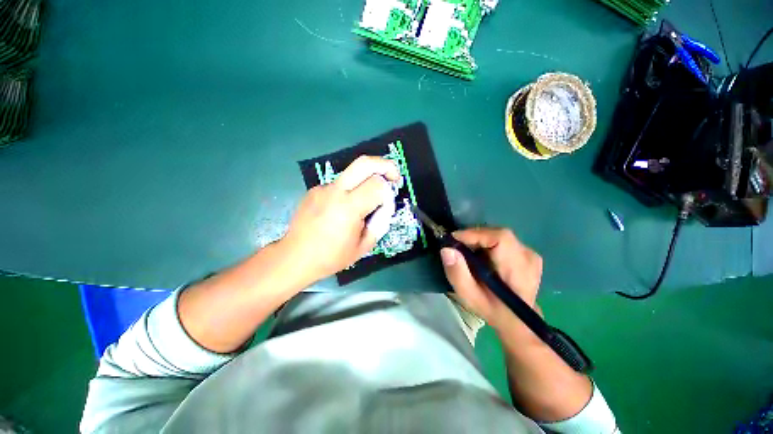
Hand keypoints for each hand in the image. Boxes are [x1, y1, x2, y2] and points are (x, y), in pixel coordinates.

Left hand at [281, 156, 399, 282]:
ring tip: (363, 204)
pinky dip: (348, 192)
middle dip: (385, 165)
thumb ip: (379, 223)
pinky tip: (341, 211)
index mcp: (349, 208)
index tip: (386, 206)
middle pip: (364, 163)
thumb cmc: (331, 256)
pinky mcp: (314, 190)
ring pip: (352, 173)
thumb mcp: (363, 246)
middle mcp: (335, 191)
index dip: (388, 194)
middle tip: (393, 175)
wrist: (295, 257)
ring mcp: (323, 188)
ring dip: (365, 181)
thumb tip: (384, 207)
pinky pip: (339, 185)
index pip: (377, 185)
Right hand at [440, 228, 542, 331]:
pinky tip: (480, 255)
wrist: (517, 319)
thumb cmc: (492, 309)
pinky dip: (486, 243)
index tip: (454, 239)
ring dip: (479, 240)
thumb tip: (446, 249)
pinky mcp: (527, 252)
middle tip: (457, 247)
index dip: (475, 234)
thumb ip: (457, 274)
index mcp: (518, 270)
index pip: (500, 238)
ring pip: (498, 235)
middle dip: (473, 237)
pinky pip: (502, 239)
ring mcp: (530, 253)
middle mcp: (528, 256)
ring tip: (467, 253)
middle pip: (497, 234)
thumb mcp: (469, 297)